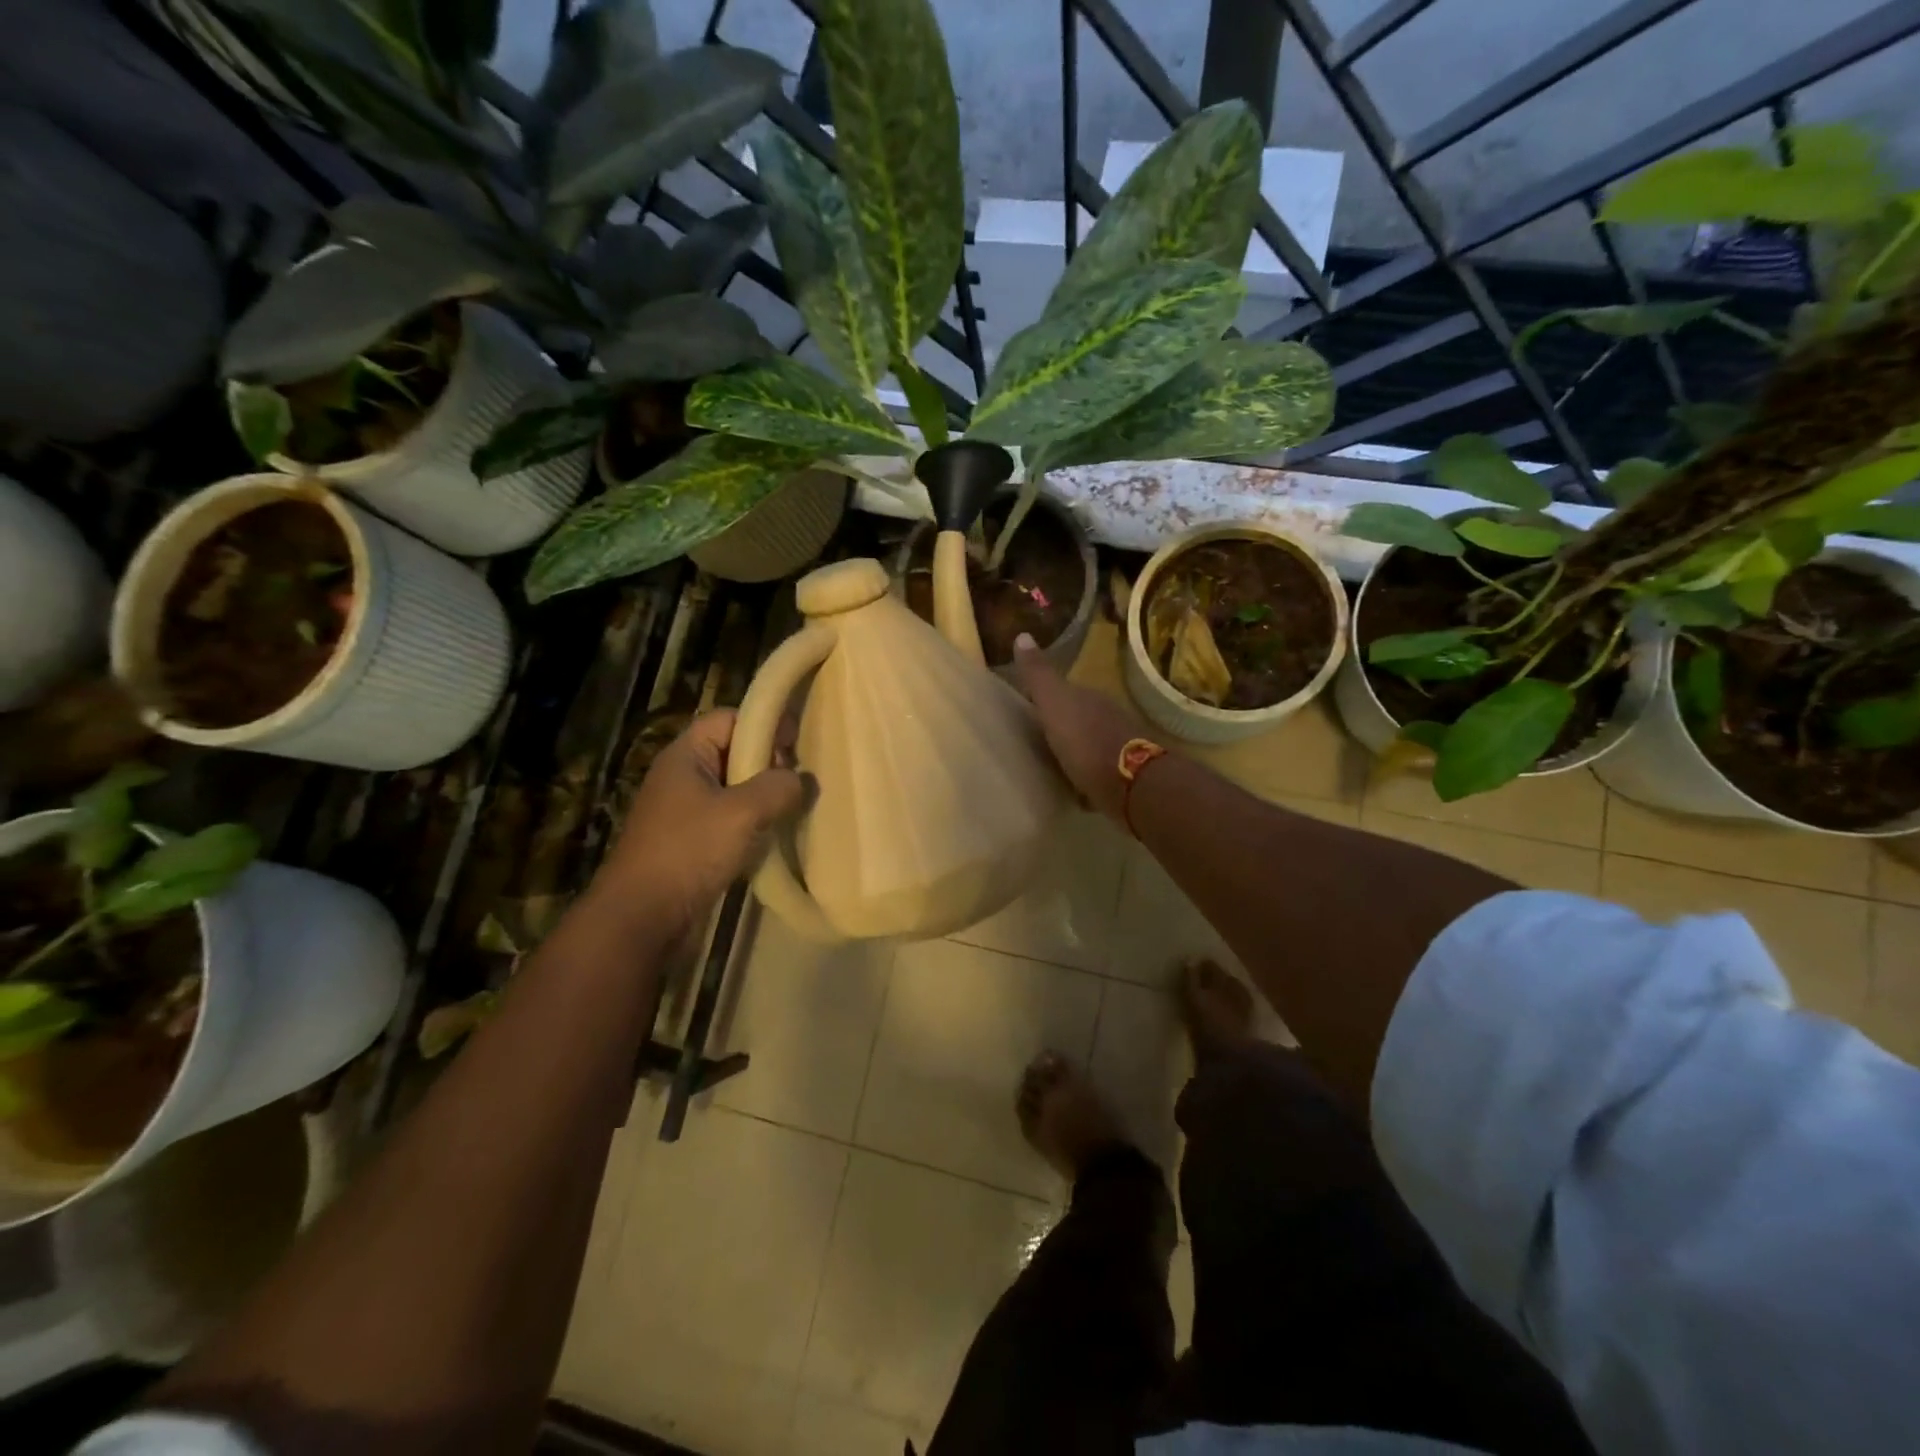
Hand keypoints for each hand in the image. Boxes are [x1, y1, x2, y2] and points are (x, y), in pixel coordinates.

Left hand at [588, 710, 804, 941]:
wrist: (642, 917)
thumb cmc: (689, 851)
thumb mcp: (743, 812)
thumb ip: (778, 787)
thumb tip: (801, 779)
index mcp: (685, 756)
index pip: (729, 718)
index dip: (764, 724)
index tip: (796, 745)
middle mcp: (682, 777)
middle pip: (733, 752)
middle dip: (768, 763)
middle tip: (796, 783)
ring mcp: (684, 812)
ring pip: (734, 790)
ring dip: (763, 798)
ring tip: (791, 811)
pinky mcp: (690, 843)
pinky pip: (728, 821)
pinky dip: (751, 825)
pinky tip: (771, 839)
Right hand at [1010, 633, 1142, 823]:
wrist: (1129, 782)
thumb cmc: (1085, 740)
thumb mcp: (1054, 703)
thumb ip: (1039, 675)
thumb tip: (1022, 635)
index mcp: (1088, 698)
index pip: (1064, 691)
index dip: (1046, 698)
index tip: (1028, 708)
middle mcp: (1107, 717)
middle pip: (1079, 717)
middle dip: (1061, 725)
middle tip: (1037, 737)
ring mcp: (1119, 746)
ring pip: (1090, 742)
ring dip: (1075, 750)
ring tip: (1053, 762)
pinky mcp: (1123, 776)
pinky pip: (1098, 771)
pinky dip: (1086, 775)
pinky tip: (1074, 786)